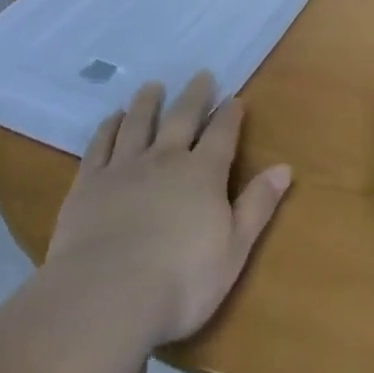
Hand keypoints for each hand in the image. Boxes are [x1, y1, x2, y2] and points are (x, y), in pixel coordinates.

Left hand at [45, 74, 291, 347]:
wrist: (105, 297)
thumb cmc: (181, 283)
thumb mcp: (233, 251)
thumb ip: (257, 206)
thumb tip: (284, 168)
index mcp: (204, 174)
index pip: (222, 134)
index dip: (230, 115)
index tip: (235, 98)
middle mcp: (165, 160)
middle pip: (182, 118)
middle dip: (195, 96)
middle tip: (201, 75)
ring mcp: (124, 168)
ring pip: (139, 123)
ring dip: (148, 102)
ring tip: (153, 86)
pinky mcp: (89, 184)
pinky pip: (100, 145)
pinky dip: (108, 127)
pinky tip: (113, 118)